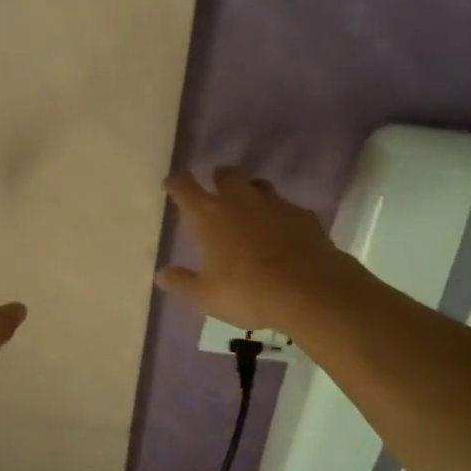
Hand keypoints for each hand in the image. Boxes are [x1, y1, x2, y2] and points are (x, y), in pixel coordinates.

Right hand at [156, 169, 345, 331]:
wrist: (310, 290)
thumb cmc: (248, 292)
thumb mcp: (206, 296)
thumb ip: (182, 282)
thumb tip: (161, 275)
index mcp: (210, 216)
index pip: (185, 189)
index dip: (176, 183)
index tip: (171, 183)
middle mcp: (240, 200)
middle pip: (226, 175)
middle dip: (218, 179)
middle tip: (215, 191)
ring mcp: (274, 204)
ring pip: (258, 185)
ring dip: (250, 193)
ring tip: (249, 209)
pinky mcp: (303, 215)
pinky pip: (286, 207)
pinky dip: (280, 216)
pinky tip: (283, 233)